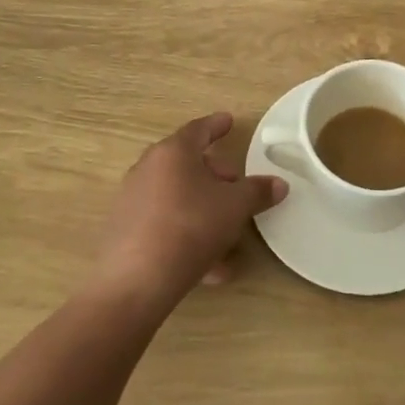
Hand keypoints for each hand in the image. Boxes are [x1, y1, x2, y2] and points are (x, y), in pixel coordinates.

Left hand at [92, 112, 286, 311]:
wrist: (136, 283)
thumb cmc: (190, 228)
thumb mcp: (234, 208)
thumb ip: (257, 192)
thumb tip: (279, 184)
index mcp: (173, 152)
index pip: (199, 129)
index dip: (217, 125)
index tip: (229, 121)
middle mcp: (148, 169)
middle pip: (188, 164)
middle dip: (216, 176)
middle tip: (237, 188)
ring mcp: (133, 200)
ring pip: (178, 197)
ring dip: (204, 211)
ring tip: (229, 237)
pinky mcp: (126, 232)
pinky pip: (165, 225)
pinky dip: (188, 235)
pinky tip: (211, 267)